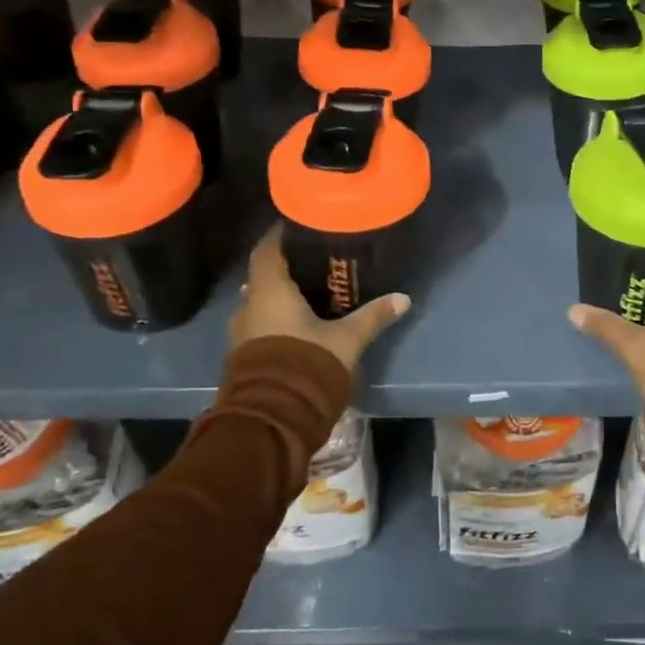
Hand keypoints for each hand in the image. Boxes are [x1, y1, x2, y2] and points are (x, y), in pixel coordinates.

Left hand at [229, 225, 410, 372]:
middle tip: (313, 259)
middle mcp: (249, 305)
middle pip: (263, 275)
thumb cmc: (307, 364)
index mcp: (269, 290)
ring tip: (309, 291)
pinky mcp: (242, 355)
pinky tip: (297, 322)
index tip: (299, 225)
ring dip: (279, 295)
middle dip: (285, 266)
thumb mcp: (347, 340)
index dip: (280, 235)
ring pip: (260, 301)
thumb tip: (403, 298)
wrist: (272, 418)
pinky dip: (275, 317)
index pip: (267, 249)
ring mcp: (241, 333)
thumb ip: (372, 316)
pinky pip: (258, 324)